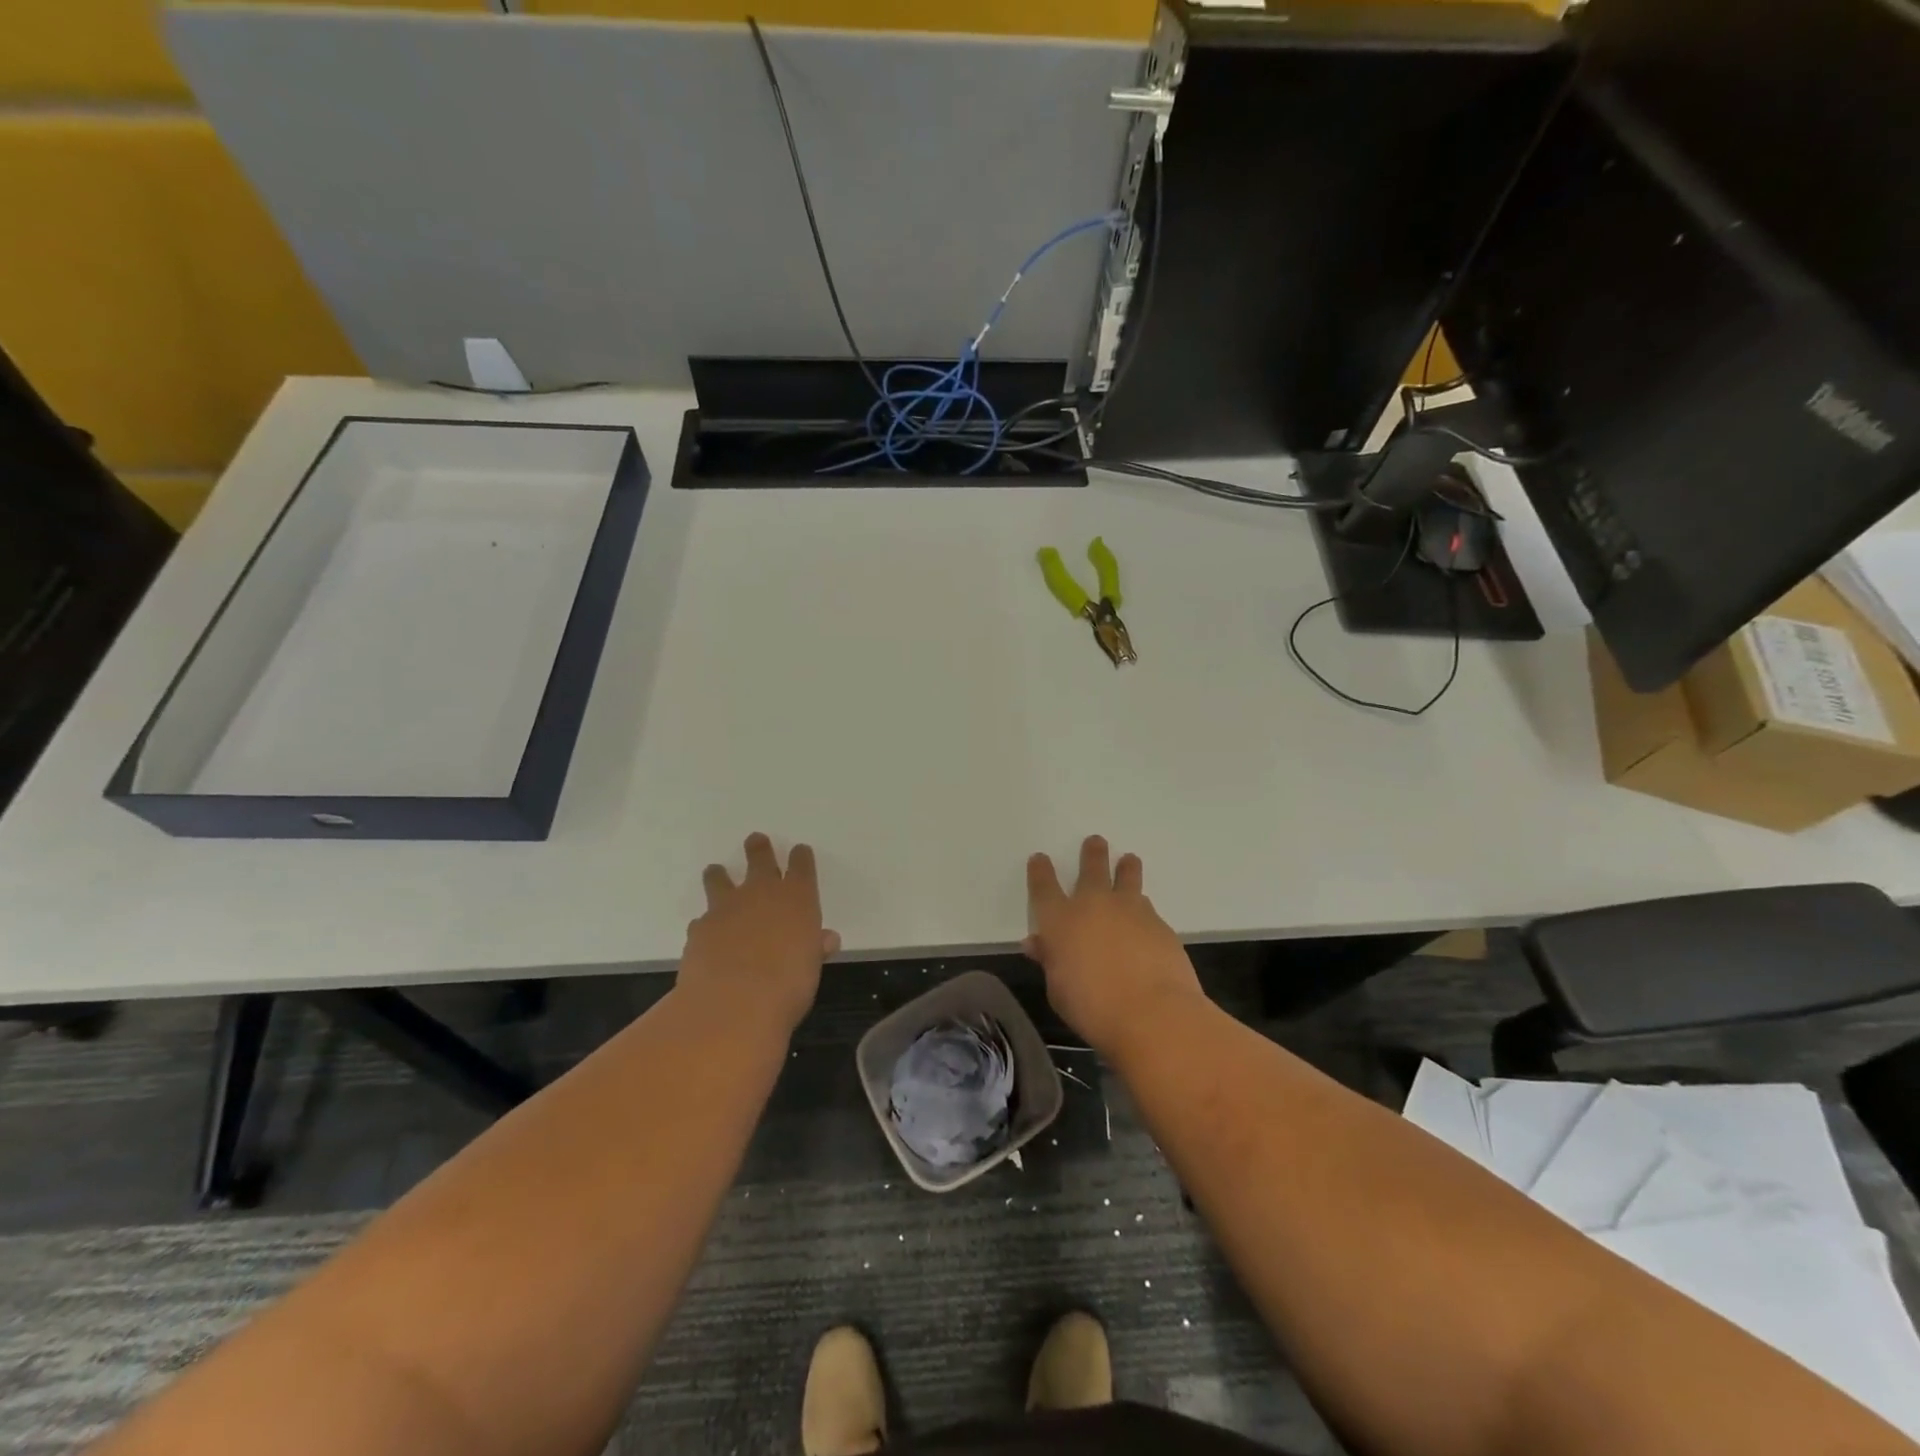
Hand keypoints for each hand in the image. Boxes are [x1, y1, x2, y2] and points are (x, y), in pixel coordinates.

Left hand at [677, 834, 839, 1039]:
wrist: (733, 1003)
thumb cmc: (788, 986)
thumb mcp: (812, 967)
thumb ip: (815, 948)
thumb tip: (826, 939)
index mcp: (797, 898)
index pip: (801, 865)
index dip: (801, 857)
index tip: (800, 852)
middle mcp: (761, 893)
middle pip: (760, 859)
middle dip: (759, 849)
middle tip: (756, 840)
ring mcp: (726, 908)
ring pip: (720, 879)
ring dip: (719, 875)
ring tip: (716, 871)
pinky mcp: (699, 928)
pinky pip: (702, 919)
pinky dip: (706, 923)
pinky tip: (707, 934)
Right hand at [1023, 836, 1202, 1058]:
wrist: (1152, 1013)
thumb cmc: (1092, 1007)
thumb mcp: (1058, 989)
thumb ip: (1050, 960)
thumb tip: (1038, 944)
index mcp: (1060, 920)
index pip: (1044, 887)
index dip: (1040, 871)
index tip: (1040, 859)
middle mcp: (1094, 905)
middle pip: (1091, 869)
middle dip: (1091, 854)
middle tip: (1095, 842)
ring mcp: (1130, 910)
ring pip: (1127, 878)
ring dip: (1126, 868)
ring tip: (1129, 860)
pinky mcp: (1160, 924)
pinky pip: (1147, 907)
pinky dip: (1143, 908)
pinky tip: (1145, 918)